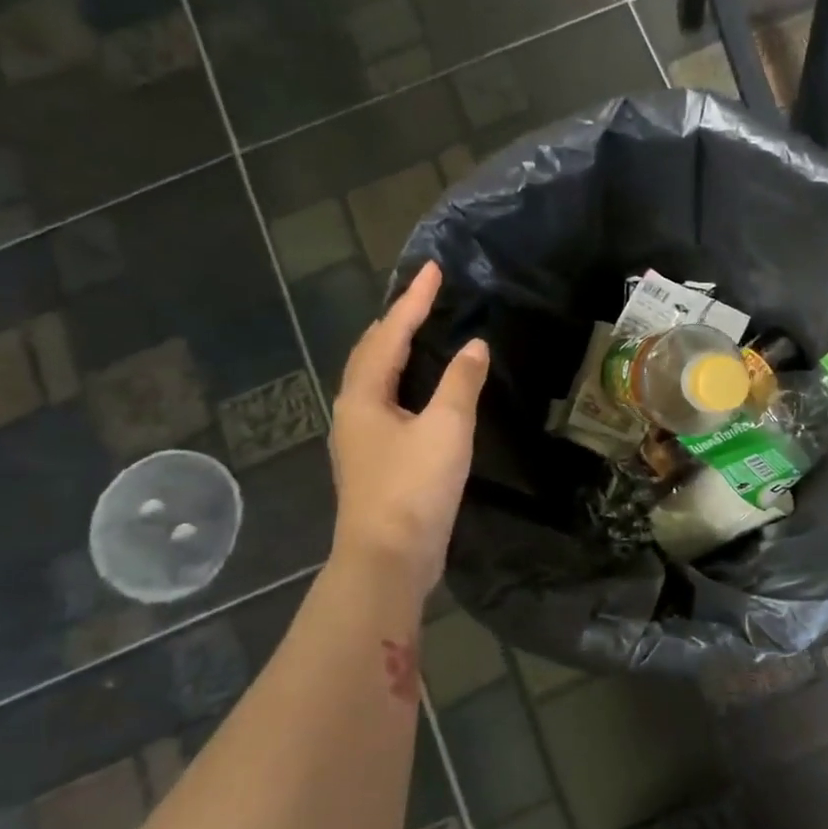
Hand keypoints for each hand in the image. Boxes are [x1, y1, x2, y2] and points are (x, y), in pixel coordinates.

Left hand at [329, 261, 488, 587]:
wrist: (388, 558)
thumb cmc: (414, 488)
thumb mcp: (446, 429)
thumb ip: (461, 383)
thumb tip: (473, 346)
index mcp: (364, 396)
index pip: (390, 335)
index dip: (413, 301)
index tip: (433, 270)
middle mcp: (353, 411)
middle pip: (371, 353)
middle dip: (397, 321)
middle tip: (424, 297)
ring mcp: (361, 438)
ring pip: (376, 380)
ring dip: (396, 351)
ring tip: (421, 333)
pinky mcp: (376, 461)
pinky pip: (387, 403)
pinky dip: (404, 382)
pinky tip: (421, 392)